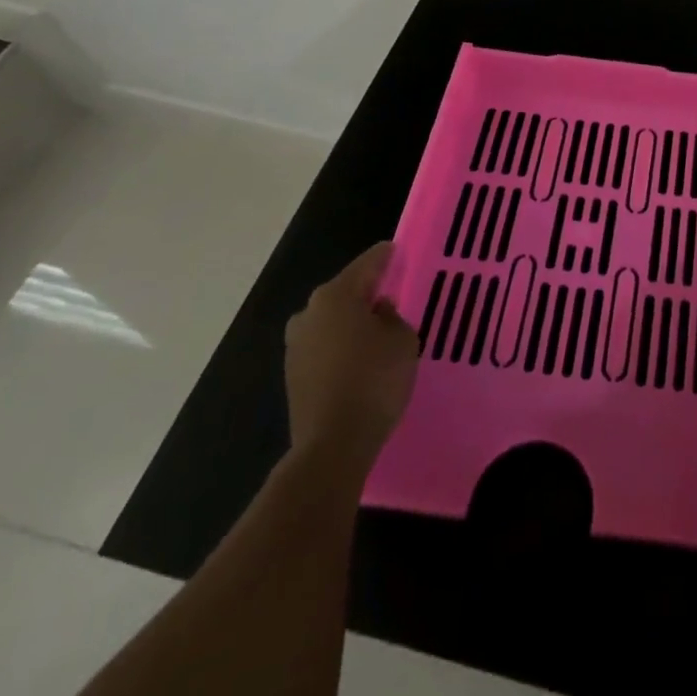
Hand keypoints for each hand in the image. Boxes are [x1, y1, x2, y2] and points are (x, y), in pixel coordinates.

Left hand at [284, 241, 418, 470]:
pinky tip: (360, 358)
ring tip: (377, 330)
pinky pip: (324, 346)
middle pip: (344, 292)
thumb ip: (393, 317)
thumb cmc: (374, 380)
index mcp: (336, 295)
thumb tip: (377, 313)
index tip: (397, 251)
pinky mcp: (293, 375)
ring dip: (351, 321)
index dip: (386, 256)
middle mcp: (309, 313)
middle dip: (367, 291)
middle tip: (391, 293)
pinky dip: (341, 345)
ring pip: (331, 320)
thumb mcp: (403, 340)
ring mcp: (296, 345)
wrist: (332, 445)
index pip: (367, 263)